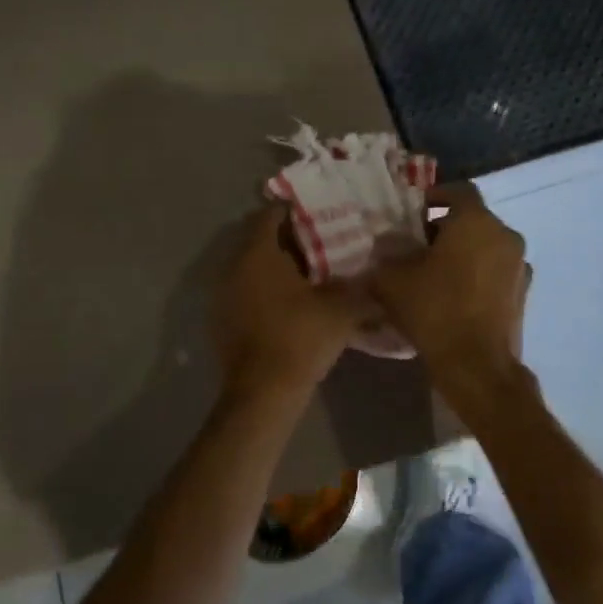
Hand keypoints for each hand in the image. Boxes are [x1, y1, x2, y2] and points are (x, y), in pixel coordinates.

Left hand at [212, 206, 374, 403]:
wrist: (263, 392)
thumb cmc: (300, 338)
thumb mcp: (341, 309)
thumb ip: (360, 285)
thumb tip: (378, 273)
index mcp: (258, 253)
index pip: (270, 214)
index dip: (295, 211)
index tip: (319, 214)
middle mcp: (234, 266)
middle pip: (261, 241)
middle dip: (291, 241)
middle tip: (323, 245)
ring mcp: (225, 294)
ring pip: (254, 268)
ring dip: (279, 268)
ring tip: (312, 276)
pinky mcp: (224, 319)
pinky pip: (249, 292)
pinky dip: (268, 291)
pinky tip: (293, 305)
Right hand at [371, 182, 529, 382]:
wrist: (477, 365)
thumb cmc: (434, 309)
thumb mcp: (392, 279)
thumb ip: (386, 254)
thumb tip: (385, 245)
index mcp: (476, 221)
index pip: (458, 190)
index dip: (434, 196)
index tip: (412, 213)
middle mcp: (504, 236)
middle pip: (472, 219)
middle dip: (445, 228)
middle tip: (416, 246)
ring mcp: (519, 266)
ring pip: (486, 246)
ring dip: (463, 252)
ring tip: (434, 273)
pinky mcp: (522, 294)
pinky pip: (495, 272)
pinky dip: (477, 275)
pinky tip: (454, 296)